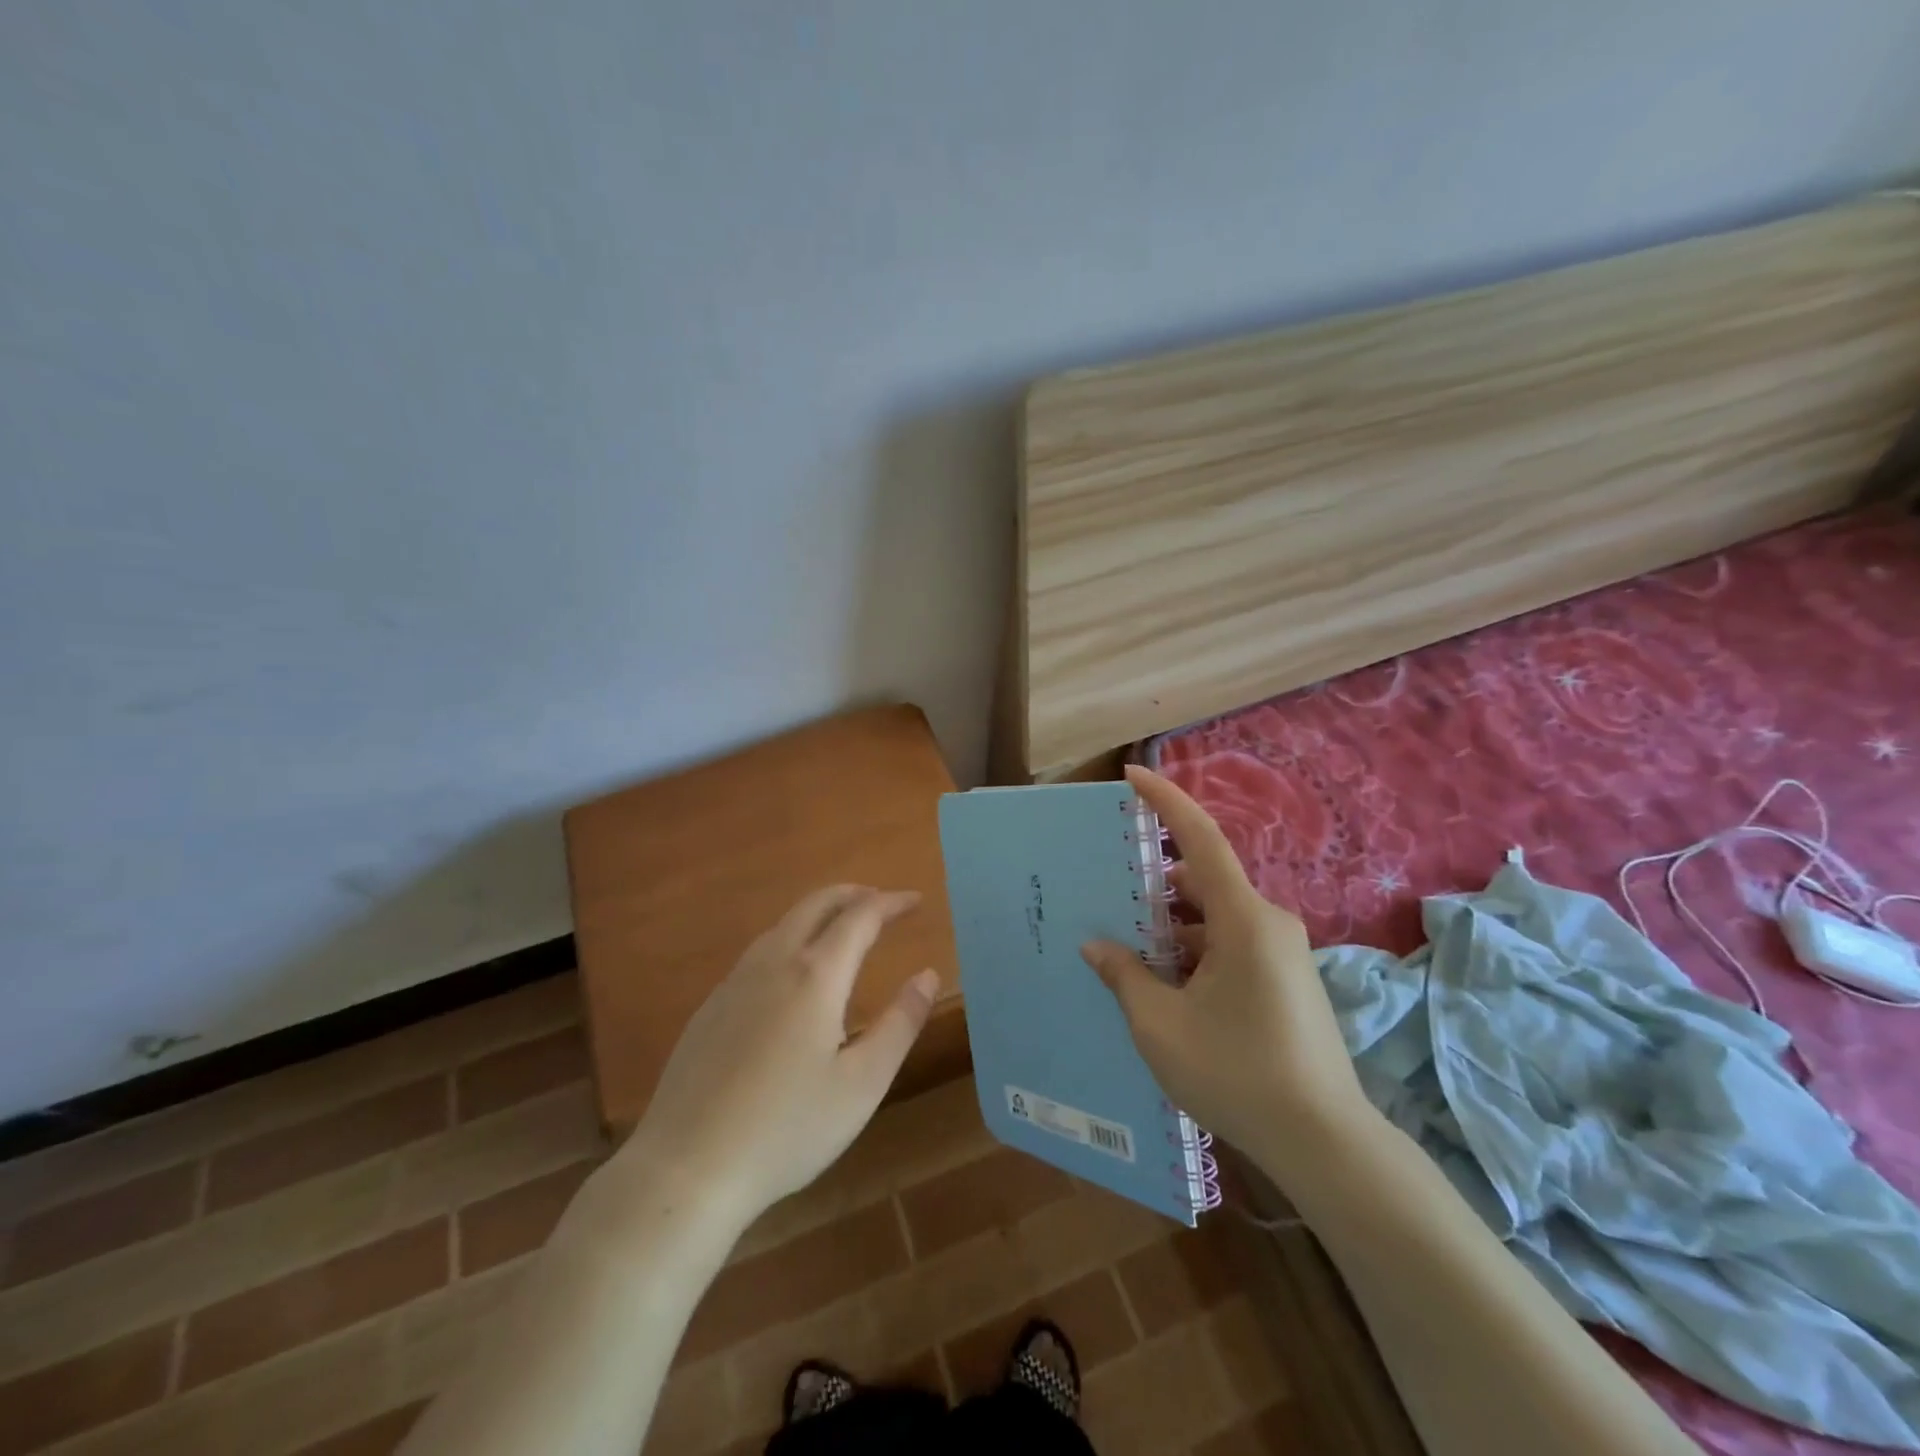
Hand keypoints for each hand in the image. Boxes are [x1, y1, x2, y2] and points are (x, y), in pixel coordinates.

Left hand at [616, 886, 939, 1227]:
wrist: (686, 1168)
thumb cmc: (787, 1129)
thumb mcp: (862, 1083)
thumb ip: (900, 1023)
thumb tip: (927, 976)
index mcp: (815, 976)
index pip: (860, 916)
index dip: (891, 903)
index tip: (915, 900)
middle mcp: (773, 963)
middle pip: (815, 905)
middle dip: (853, 894)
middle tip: (881, 901)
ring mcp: (735, 982)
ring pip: (783, 925)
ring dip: (819, 914)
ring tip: (843, 930)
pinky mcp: (710, 1007)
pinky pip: (759, 952)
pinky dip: (790, 940)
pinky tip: (793, 975)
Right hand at [1081, 766, 1379, 1182]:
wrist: (1325, 1142)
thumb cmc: (1236, 1072)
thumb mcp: (1161, 1025)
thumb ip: (1125, 975)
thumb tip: (1098, 945)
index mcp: (1242, 918)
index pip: (1199, 838)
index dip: (1164, 801)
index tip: (1130, 776)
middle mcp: (1267, 922)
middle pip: (1201, 882)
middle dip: (1154, 887)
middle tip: (1107, 899)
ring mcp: (1282, 952)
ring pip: (1214, 919)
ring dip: (1172, 928)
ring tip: (1127, 952)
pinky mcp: (1287, 979)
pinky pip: (1231, 945)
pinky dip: (1194, 952)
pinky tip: (1164, 986)